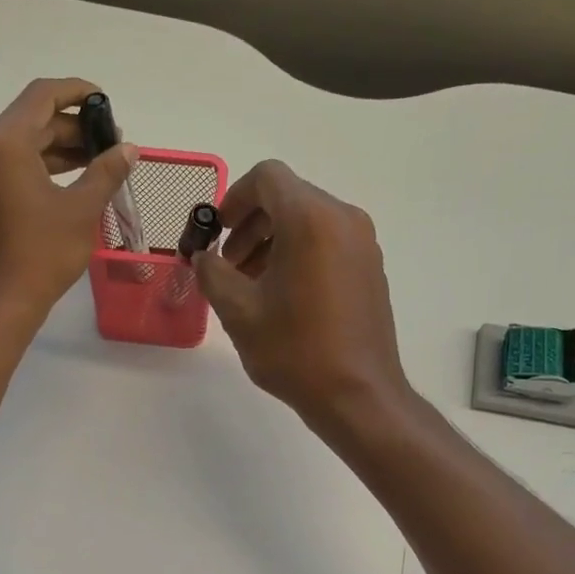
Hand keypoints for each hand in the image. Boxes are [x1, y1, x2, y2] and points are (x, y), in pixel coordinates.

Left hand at [0, 78, 137, 323]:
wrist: (1, 302)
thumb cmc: (42, 253)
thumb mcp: (82, 210)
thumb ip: (106, 172)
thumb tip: (129, 149)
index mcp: (5, 141)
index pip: (43, 95)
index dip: (78, 92)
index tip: (106, 103)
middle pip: (33, 120)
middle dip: (74, 128)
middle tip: (111, 144)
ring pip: (24, 145)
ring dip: (60, 149)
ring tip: (98, 162)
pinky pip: (12, 167)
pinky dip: (42, 167)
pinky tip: (72, 182)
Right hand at [194, 160, 411, 430]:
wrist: (358, 395)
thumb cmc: (295, 351)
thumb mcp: (238, 312)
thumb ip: (212, 273)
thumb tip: (204, 258)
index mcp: (311, 219)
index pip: (267, 178)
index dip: (234, 198)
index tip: (217, 232)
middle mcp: (343, 219)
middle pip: (288, 197)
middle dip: (251, 225)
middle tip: (228, 266)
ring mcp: (363, 243)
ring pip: (308, 220)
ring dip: (273, 241)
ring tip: (251, 285)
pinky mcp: (370, 267)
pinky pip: (328, 241)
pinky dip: (299, 253)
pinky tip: (282, 296)